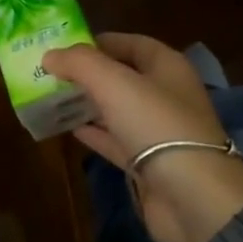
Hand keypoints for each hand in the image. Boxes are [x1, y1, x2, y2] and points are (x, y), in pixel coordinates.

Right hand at [42, 35, 242, 241]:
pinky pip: (116, 140)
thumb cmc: (157, 126)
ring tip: (52, 97)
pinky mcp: (149, 164)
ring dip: (88, 103)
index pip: (130, 43)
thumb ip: (80, 63)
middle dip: (88, 73)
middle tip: (50, 72)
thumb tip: (50, 55)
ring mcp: (158, 131)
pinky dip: (95, 133)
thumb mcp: (114, 83)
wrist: (193, 200)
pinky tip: (70, 129)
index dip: (98, 41)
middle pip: (122, 76)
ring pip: (117, 109)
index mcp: (167, 66)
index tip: (63, 45)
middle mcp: (165, 94)